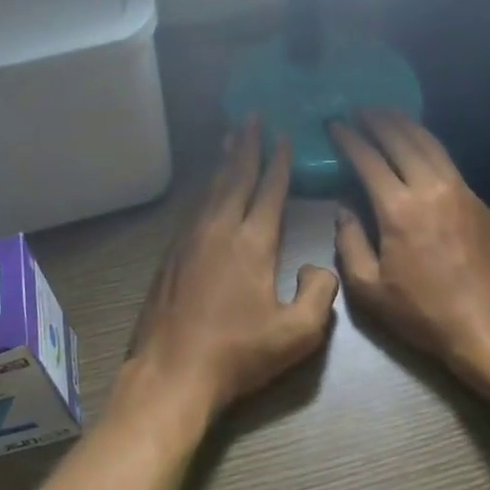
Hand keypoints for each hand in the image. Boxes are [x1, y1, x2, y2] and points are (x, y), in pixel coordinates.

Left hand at [124, 118, 339, 421]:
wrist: (172, 372)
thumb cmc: (238, 354)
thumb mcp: (297, 334)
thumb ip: (319, 294)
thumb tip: (318, 266)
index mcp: (252, 243)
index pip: (269, 191)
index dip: (279, 163)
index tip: (283, 136)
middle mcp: (219, 230)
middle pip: (235, 177)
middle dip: (246, 146)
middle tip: (250, 117)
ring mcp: (190, 241)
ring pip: (210, 189)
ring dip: (223, 162)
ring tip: (229, 139)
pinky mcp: (171, 256)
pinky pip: (193, 209)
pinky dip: (205, 189)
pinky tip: (206, 189)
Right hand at [329, 111, 489, 382]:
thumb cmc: (425, 312)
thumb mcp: (370, 289)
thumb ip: (350, 244)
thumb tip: (343, 210)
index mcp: (399, 209)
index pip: (369, 160)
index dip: (349, 139)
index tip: (335, 124)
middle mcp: (430, 188)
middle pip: (402, 140)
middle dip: (378, 121)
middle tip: (360, 108)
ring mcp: (460, 191)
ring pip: (430, 144)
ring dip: (406, 124)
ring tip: (388, 113)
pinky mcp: (479, 201)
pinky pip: (448, 160)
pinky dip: (428, 144)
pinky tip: (420, 145)